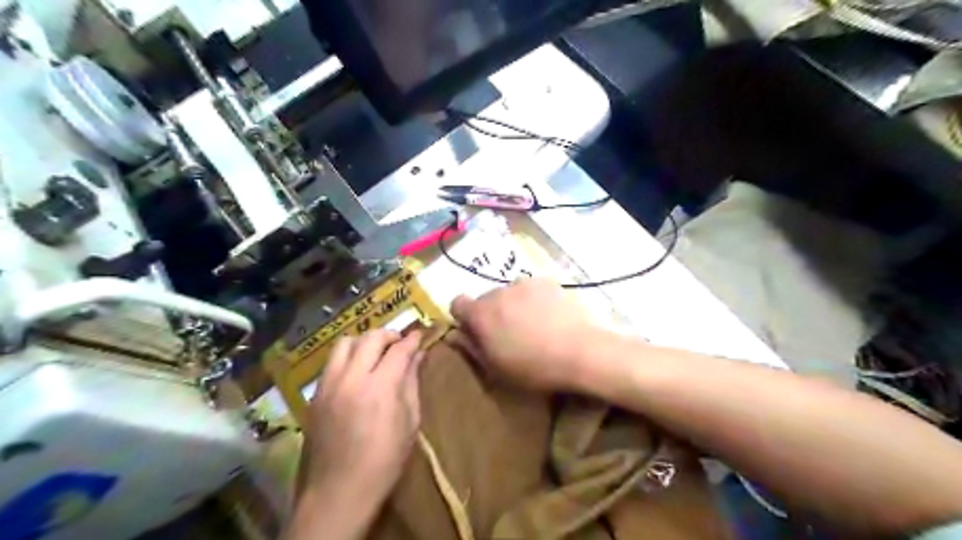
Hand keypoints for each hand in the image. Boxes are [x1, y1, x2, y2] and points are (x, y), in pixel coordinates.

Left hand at [300, 328, 421, 505]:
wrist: (340, 490)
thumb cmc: (385, 460)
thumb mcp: (409, 421)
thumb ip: (412, 383)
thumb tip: (418, 356)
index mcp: (380, 387)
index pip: (399, 350)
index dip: (412, 339)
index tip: (420, 335)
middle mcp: (351, 378)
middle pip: (370, 337)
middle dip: (389, 335)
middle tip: (399, 343)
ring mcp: (329, 384)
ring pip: (344, 343)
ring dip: (364, 341)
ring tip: (375, 353)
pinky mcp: (315, 394)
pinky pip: (331, 362)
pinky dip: (347, 357)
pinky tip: (357, 372)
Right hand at [452, 278, 598, 392]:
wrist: (581, 351)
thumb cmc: (534, 368)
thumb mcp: (496, 368)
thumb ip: (472, 348)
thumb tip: (454, 334)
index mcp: (481, 313)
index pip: (457, 303)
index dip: (465, 317)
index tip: (477, 332)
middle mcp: (498, 292)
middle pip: (486, 299)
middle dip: (492, 313)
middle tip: (510, 334)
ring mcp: (525, 283)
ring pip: (510, 293)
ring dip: (514, 305)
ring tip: (534, 325)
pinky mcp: (547, 281)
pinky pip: (533, 289)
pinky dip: (536, 300)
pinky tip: (552, 317)